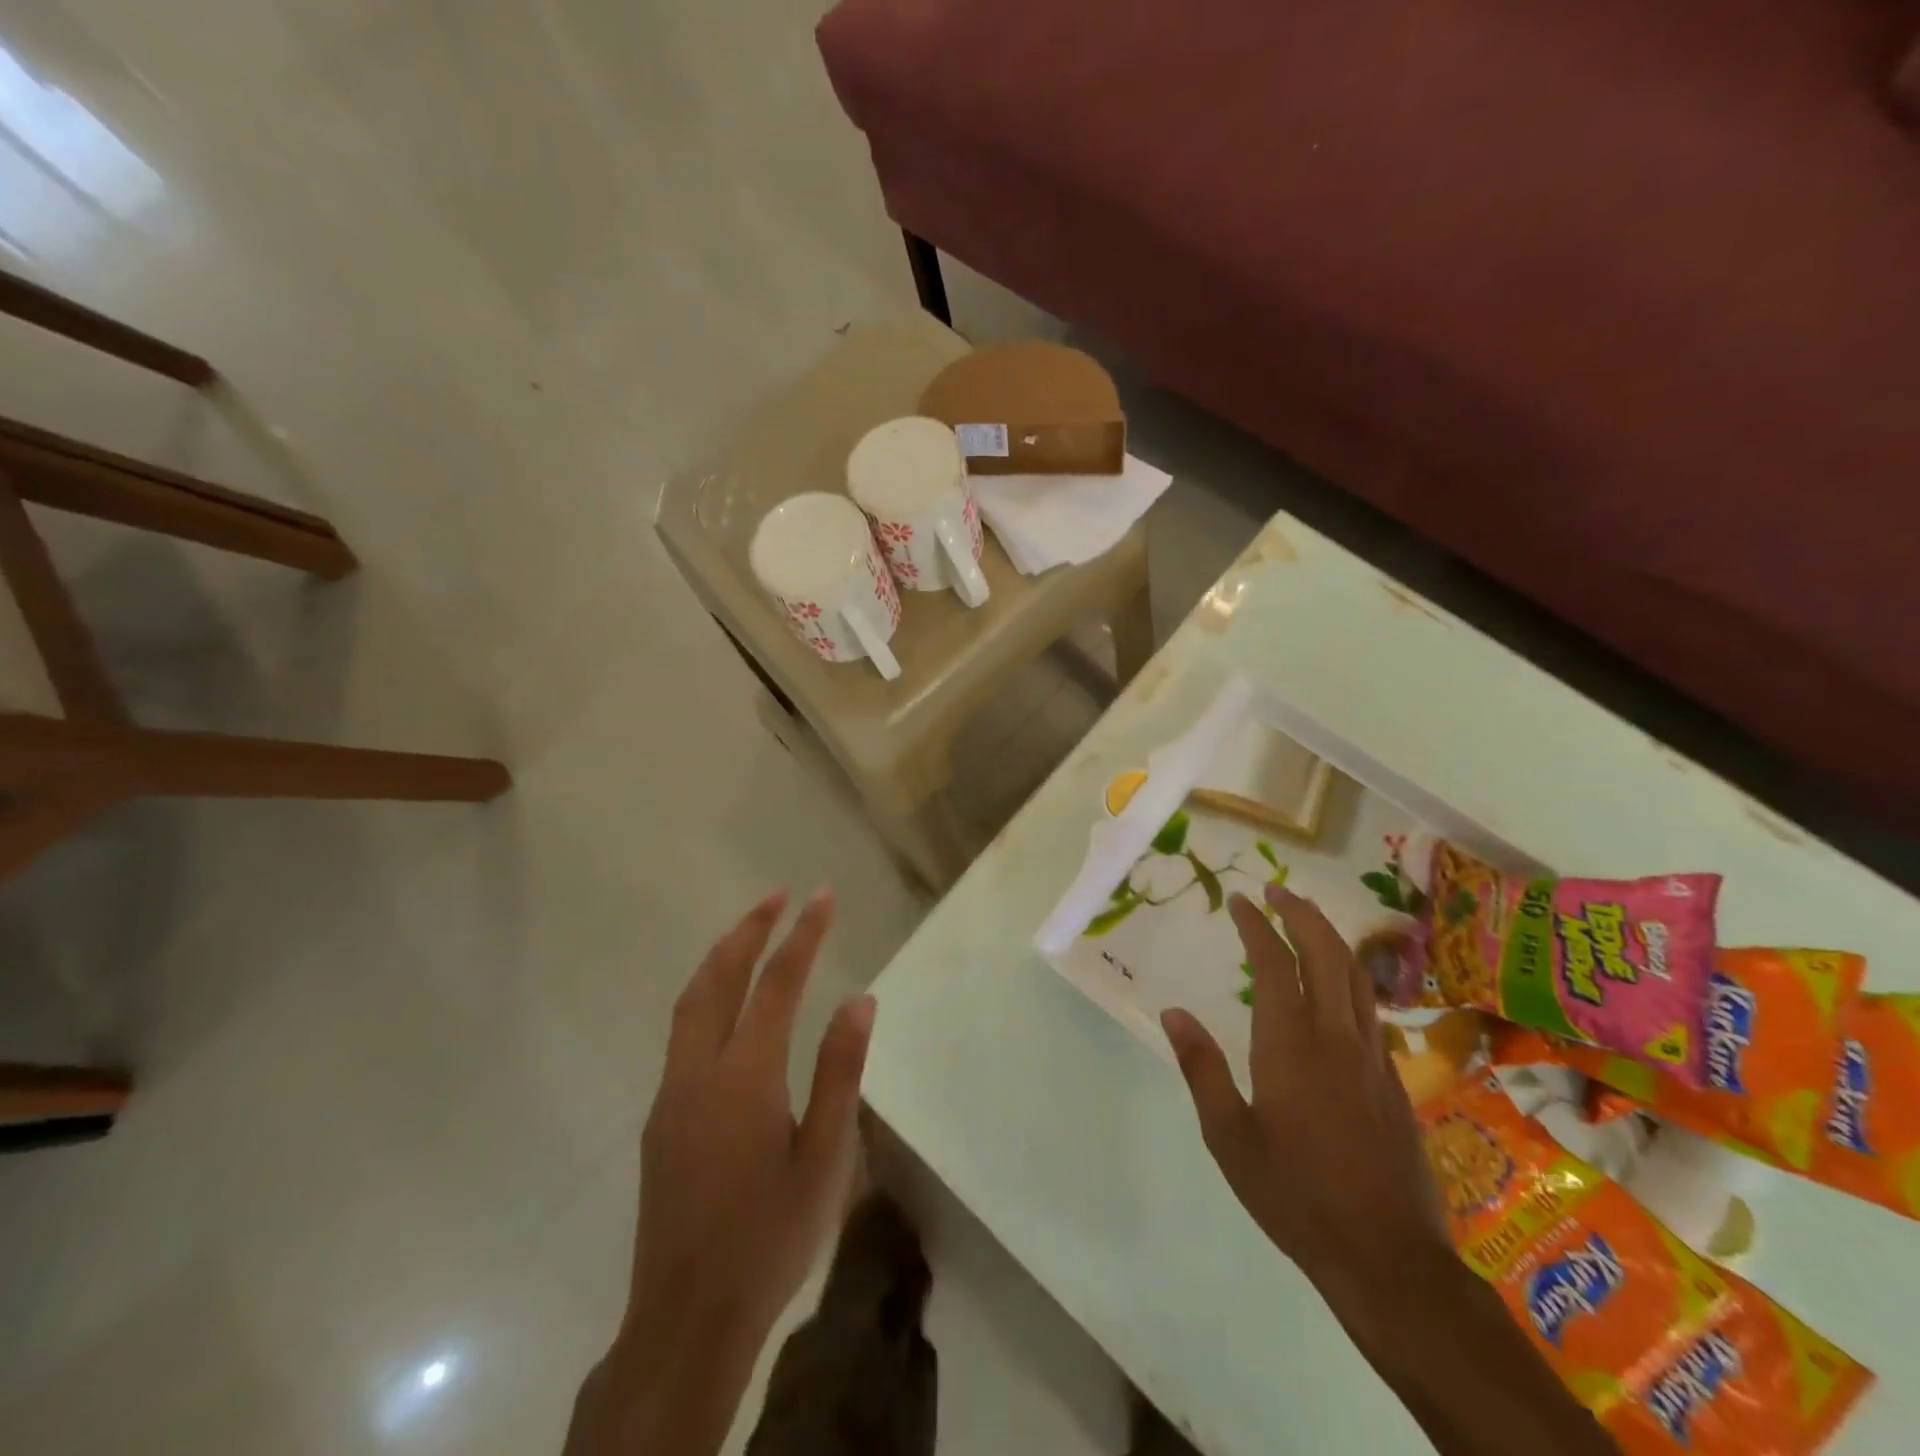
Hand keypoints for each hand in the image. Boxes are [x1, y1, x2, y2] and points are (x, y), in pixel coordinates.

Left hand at [625, 887, 874, 1354]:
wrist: (687, 1320)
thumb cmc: (771, 1237)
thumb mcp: (825, 1158)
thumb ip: (839, 1072)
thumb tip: (859, 1001)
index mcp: (745, 1077)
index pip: (777, 984)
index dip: (802, 935)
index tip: (821, 897)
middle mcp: (698, 1071)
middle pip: (718, 978)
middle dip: (749, 929)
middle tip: (779, 895)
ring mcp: (671, 1093)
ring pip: (690, 1001)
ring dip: (722, 957)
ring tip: (752, 930)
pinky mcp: (659, 1117)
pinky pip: (682, 1032)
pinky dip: (707, 994)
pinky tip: (728, 1003)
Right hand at [1161, 888, 1614, 1455]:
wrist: (1387, 1256)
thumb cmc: (1295, 1193)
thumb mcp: (1229, 1136)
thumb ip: (1201, 1067)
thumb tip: (1173, 1012)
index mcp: (1290, 1044)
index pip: (1274, 963)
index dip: (1257, 926)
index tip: (1241, 901)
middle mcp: (1336, 1036)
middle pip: (1326, 953)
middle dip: (1302, 914)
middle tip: (1277, 892)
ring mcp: (1372, 1056)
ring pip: (1357, 975)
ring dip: (1330, 937)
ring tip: (1306, 921)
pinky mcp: (1394, 1079)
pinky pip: (1371, 1007)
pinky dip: (1350, 976)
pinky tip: (1337, 987)